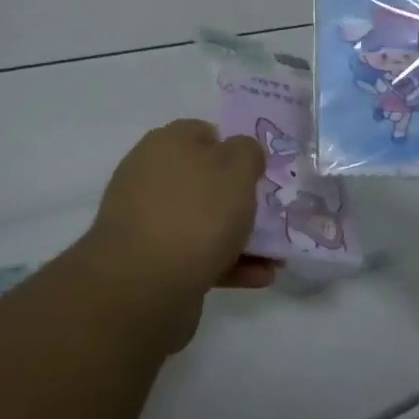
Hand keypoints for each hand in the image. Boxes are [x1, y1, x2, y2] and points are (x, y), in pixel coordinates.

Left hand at [77, 120, 273, 350]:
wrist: (143, 285)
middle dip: (238, 199)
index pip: (204, 133)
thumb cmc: (196, 214)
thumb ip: (247, 152)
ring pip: (202, 221)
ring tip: (275, 258)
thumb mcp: (236, 170)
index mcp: (166, 144)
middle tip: (269, 215)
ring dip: (238, 236)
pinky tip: (259, 277)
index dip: (234, 149)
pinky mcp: (151, 261)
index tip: (259, 173)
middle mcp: (151, 176)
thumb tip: (242, 151)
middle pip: (203, 180)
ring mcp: (148, 220)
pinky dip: (226, 263)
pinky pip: (195, 254)